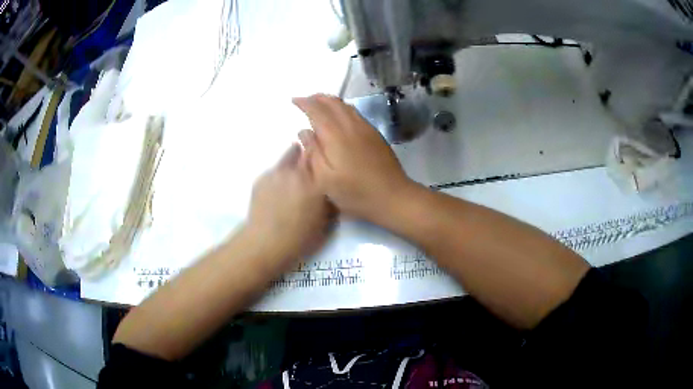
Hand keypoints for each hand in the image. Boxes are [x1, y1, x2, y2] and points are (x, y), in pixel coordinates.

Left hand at [246, 143, 333, 269]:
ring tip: (292, 180)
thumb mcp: (326, 223)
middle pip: (303, 149)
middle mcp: (296, 170)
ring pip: (287, 157)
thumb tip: (333, 189)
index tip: (325, 156)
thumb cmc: (300, 238)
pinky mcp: (261, 179)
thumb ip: (331, 201)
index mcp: (315, 180)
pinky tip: (276, 193)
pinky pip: (274, 171)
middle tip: (310, 167)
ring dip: (292, 162)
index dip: (323, 151)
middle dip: (307, 153)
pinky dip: (278, 176)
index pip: (321, 153)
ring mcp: (276, 173)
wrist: (265, 243)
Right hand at [293, 94, 411, 221]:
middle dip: (317, 98)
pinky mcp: (375, 134)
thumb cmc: (355, 192)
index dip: (305, 103)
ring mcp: (366, 129)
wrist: (393, 196)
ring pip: (346, 106)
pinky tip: (340, 116)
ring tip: (319, 104)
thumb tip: (303, 132)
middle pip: (333, 103)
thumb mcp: (325, 180)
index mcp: (336, 135)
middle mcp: (351, 126)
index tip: (294, 100)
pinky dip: (343, 108)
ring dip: (330, 101)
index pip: (317, 110)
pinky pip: (355, 113)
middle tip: (305, 100)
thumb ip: (312, 153)